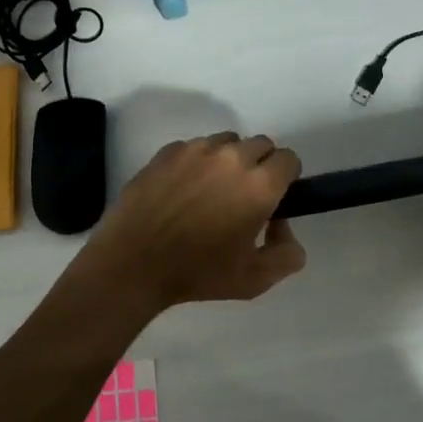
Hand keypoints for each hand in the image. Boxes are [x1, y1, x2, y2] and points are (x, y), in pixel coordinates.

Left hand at [74, 133, 305, 315]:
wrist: (133, 262)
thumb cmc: (198, 273)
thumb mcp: (255, 279)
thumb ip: (287, 253)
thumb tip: (283, 225)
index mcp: (259, 185)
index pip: (289, 159)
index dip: (286, 176)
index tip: (275, 196)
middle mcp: (232, 157)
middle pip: (261, 144)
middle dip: (261, 165)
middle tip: (244, 195)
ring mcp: (197, 149)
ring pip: (227, 142)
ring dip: (229, 160)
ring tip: (212, 190)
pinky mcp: (168, 151)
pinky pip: (195, 147)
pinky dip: (197, 162)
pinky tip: (183, 190)